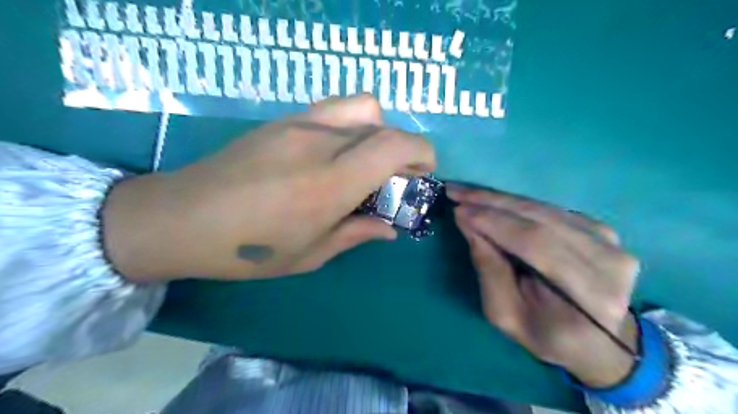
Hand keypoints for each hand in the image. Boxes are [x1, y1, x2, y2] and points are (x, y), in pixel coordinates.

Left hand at [107, 94, 432, 281]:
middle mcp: (320, 143)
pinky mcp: (283, 120)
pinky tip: (334, 153)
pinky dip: (351, 125)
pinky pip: (334, 109)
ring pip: (361, 106)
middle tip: (394, 177)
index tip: (423, 172)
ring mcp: (299, 124)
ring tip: (365, 160)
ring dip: (377, 130)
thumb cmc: (248, 249)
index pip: (394, 145)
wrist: (180, 218)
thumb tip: (389, 228)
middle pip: (383, 124)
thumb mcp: (310, 255)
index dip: (421, 152)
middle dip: (402, 149)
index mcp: (330, 183)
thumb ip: (356, 234)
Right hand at [447, 184, 643, 387]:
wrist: (598, 340)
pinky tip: (491, 201)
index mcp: (592, 295)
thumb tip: (468, 224)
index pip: (538, 245)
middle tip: (456, 192)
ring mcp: (610, 240)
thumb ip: (489, 271)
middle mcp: (609, 260)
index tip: (459, 210)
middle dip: (492, 203)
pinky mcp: (600, 228)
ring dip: (500, 199)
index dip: (496, 223)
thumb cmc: (548, 335)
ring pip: (543, 209)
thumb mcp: (507, 315)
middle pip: (541, 219)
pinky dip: (516, 204)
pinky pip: (548, 209)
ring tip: (467, 193)